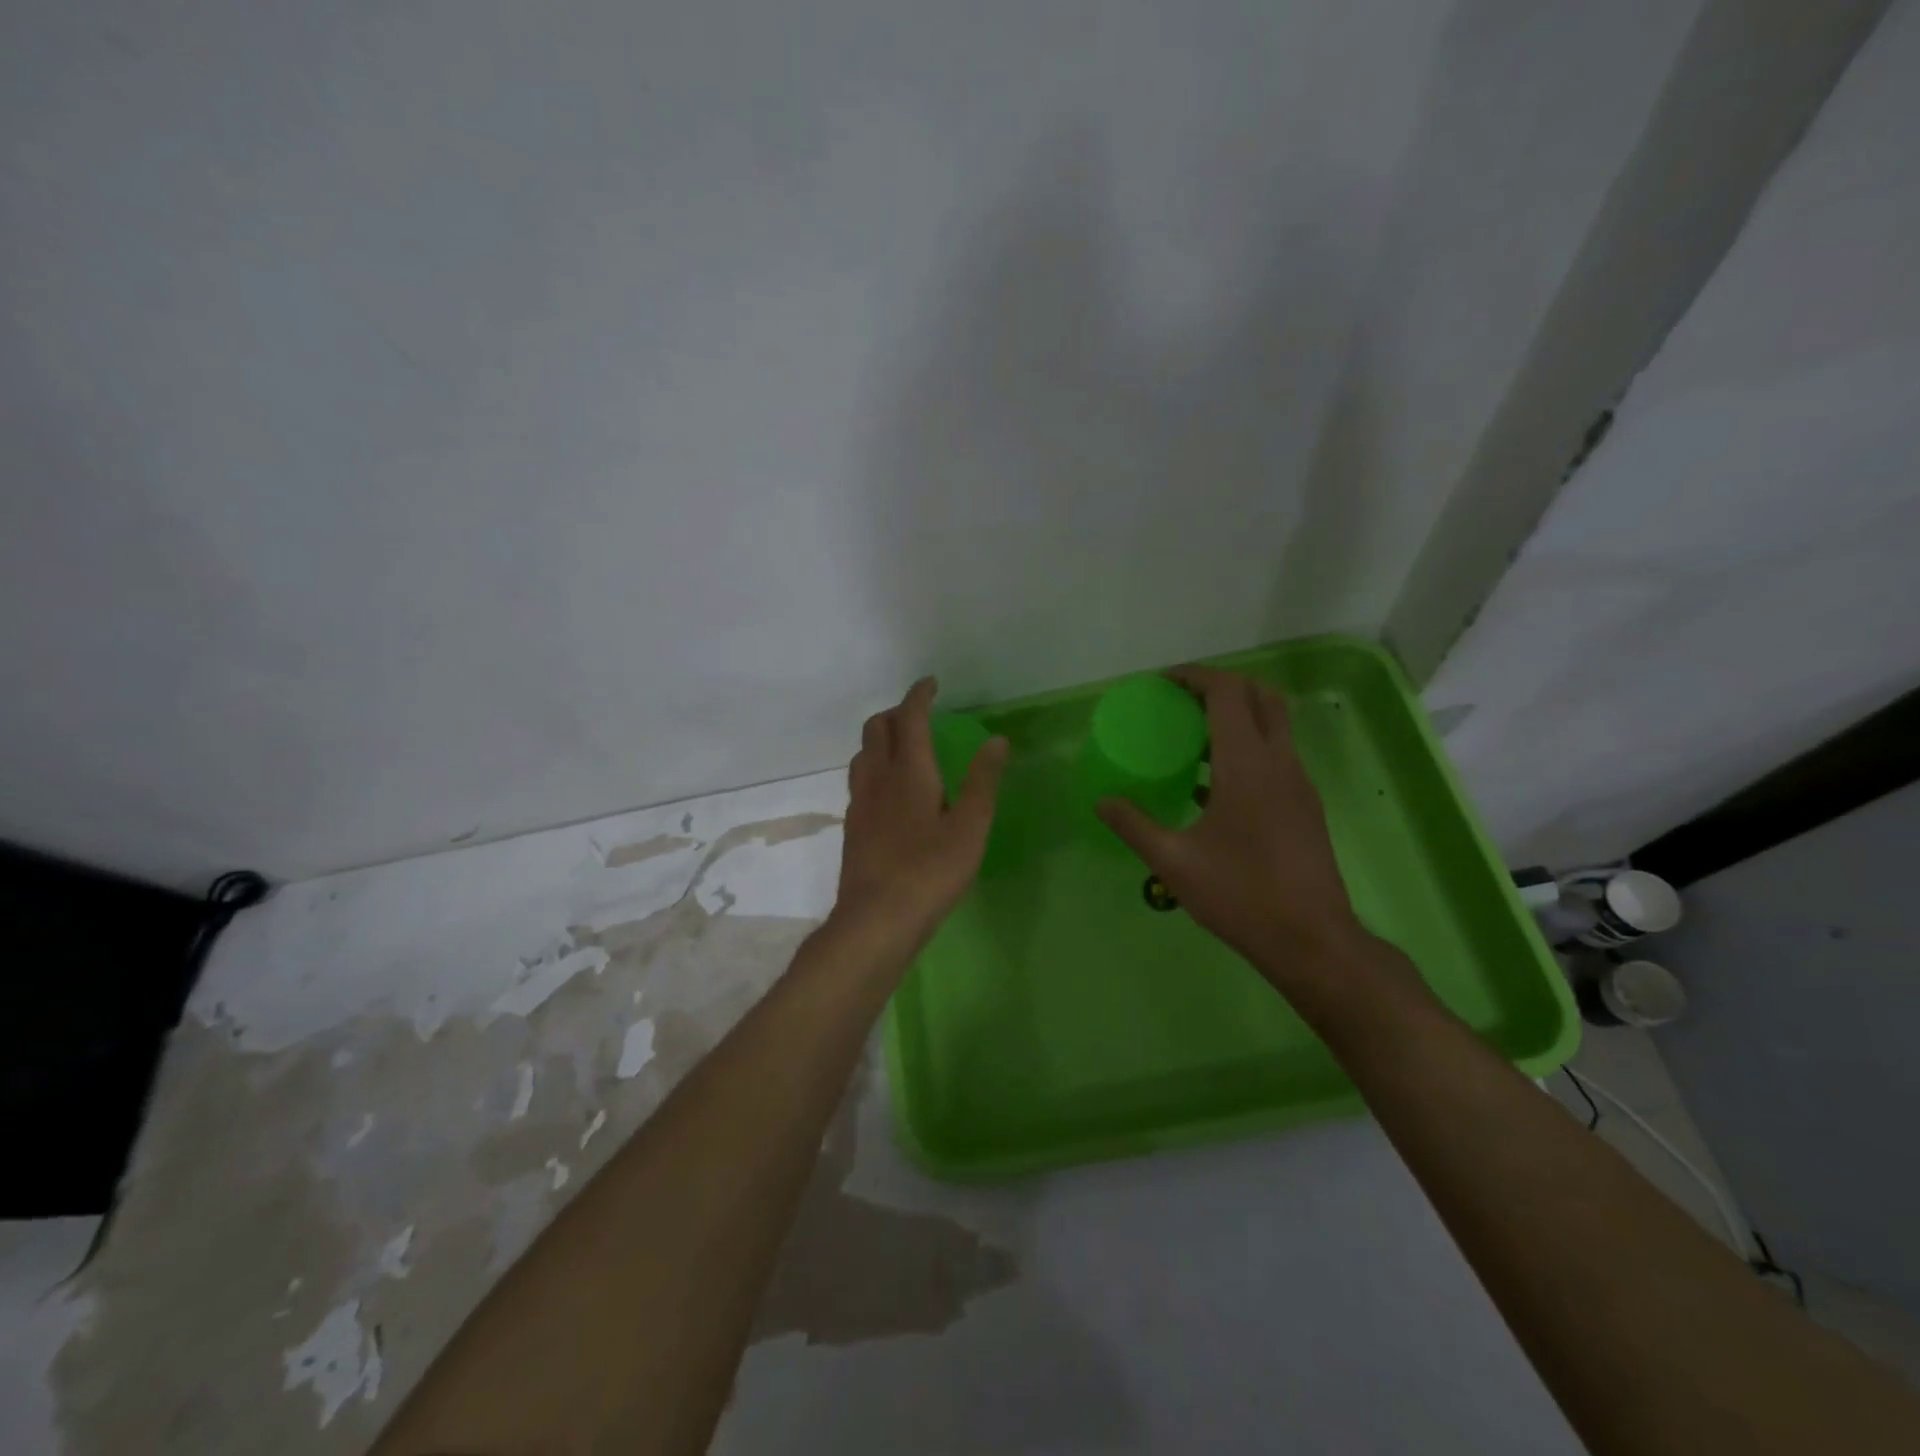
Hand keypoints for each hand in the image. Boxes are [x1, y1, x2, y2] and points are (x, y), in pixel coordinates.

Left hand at [834, 677, 1008, 952]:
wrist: (876, 919)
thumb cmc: (931, 871)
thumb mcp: (970, 827)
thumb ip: (983, 781)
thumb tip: (996, 740)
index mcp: (909, 772)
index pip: (910, 718)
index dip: (919, 696)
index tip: (931, 684)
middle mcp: (878, 778)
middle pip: (877, 728)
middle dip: (898, 713)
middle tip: (921, 715)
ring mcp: (860, 802)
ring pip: (863, 753)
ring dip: (882, 738)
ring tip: (904, 747)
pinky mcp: (853, 826)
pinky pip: (860, 779)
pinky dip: (875, 766)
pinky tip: (890, 790)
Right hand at [1097, 666, 1369, 981]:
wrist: (1311, 940)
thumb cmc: (1240, 895)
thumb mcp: (1173, 862)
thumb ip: (1134, 825)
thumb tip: (1102, 802)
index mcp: (1247, 765)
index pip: (1228, 693)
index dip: (1196, 677)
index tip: (1164, 683)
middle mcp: (1279, 762)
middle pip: (1260, 696)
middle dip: (1221, 687)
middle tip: (1181, 702)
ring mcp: (1299, 783)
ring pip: (1274, 725)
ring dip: (1237, 717)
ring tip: (1191, 739)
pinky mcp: (1305, 805)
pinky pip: (1277, 755)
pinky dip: (1248, 747)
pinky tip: (1213, 784)